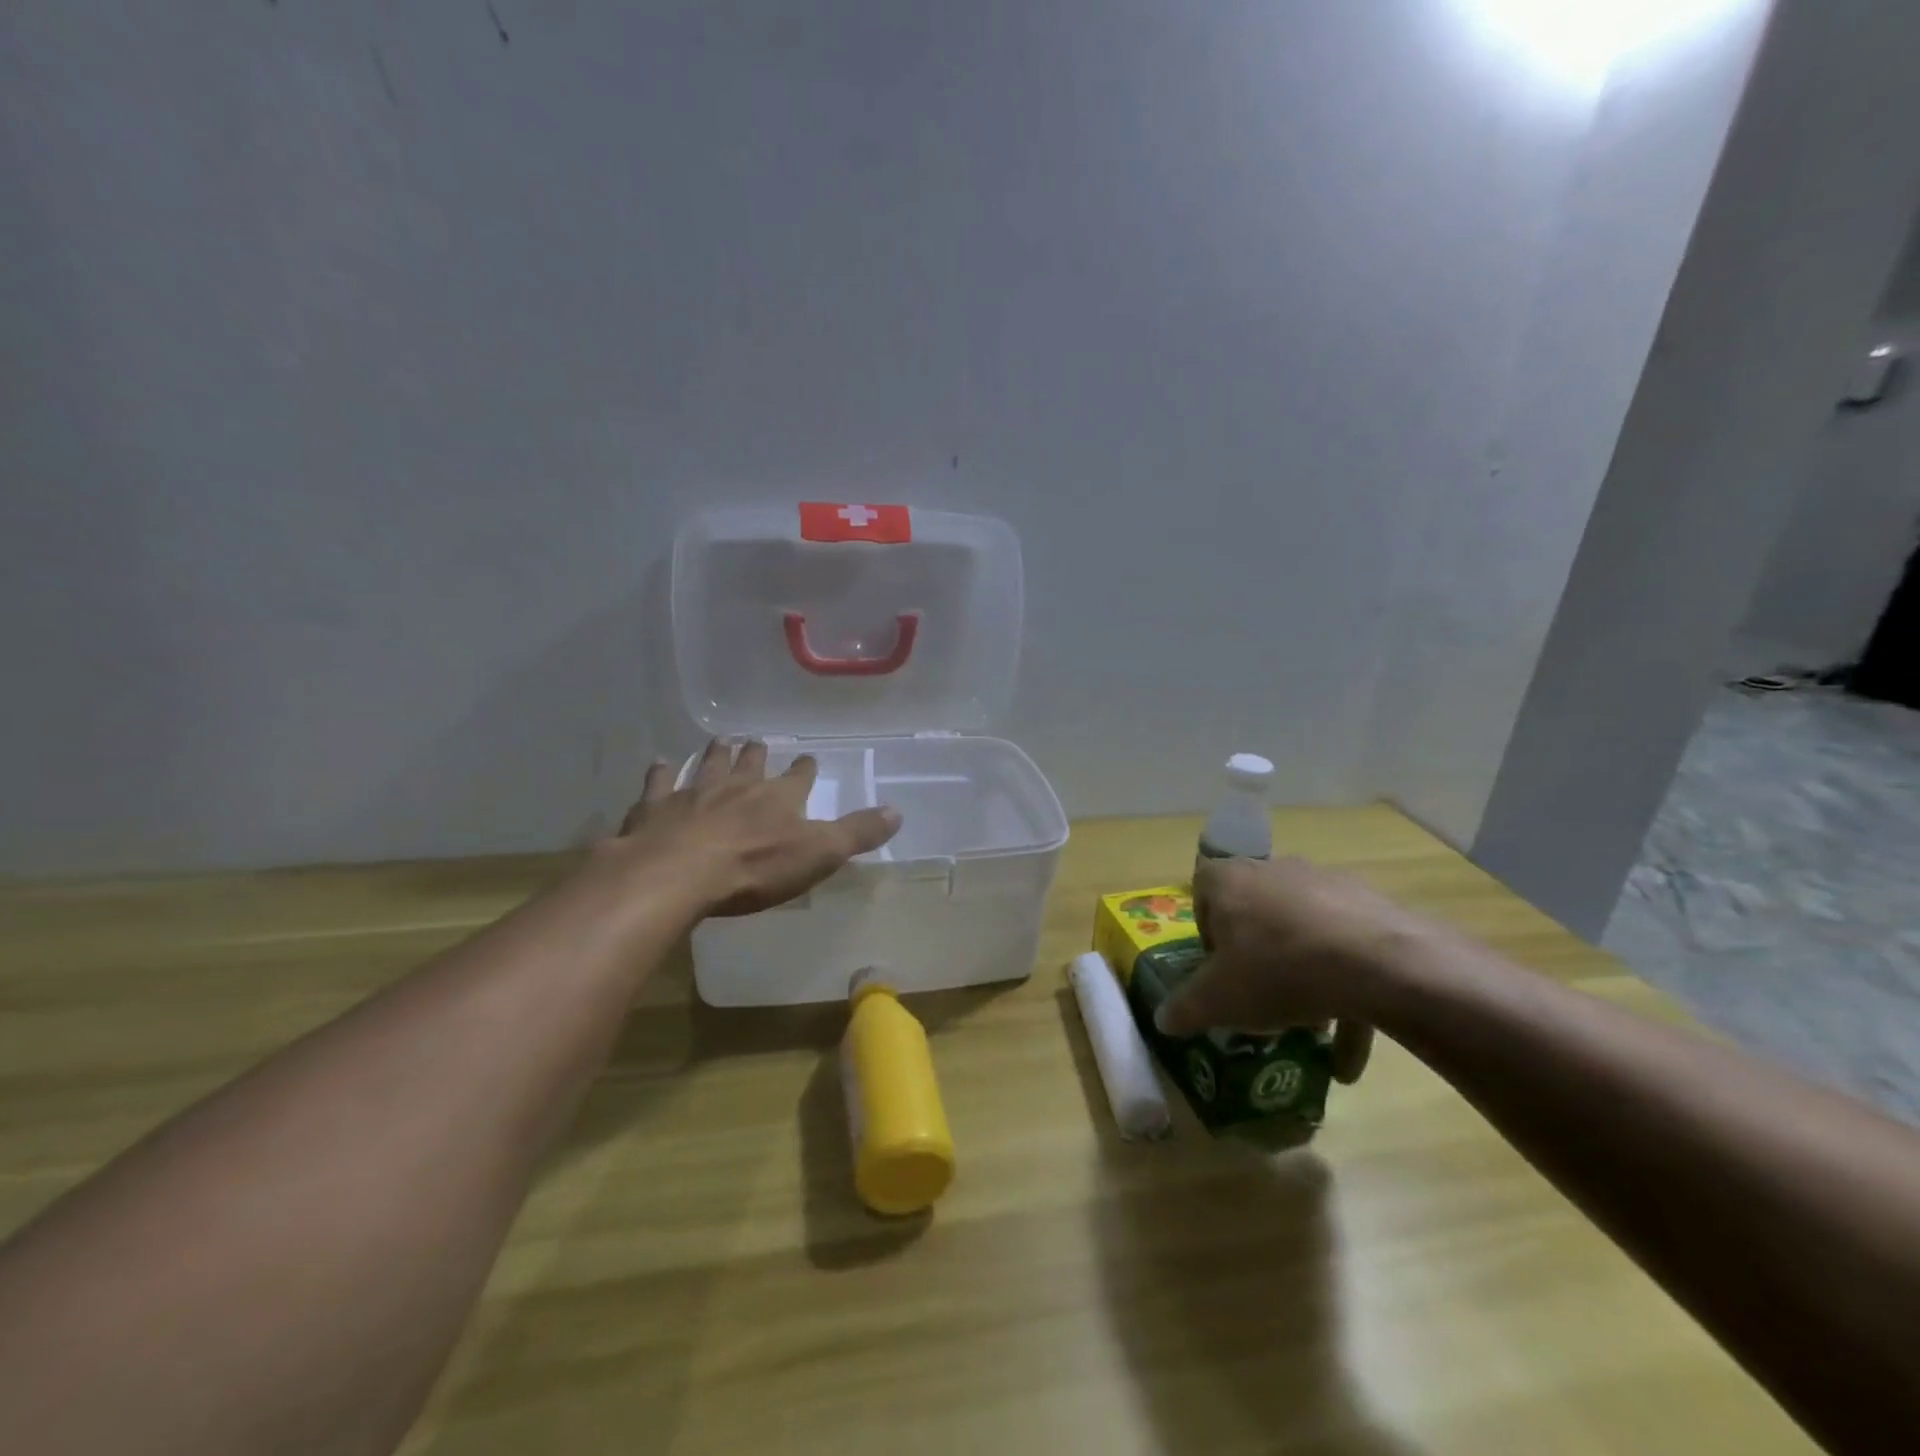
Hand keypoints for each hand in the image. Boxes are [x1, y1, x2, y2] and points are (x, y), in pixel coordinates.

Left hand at [612, 739, 900, 916]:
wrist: (677, 874)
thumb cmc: (754, 867)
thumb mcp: (819, 854)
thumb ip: (857, 833)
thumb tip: (898, 811)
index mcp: (778, 797)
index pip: (799, 777)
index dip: (805, 769)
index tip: (808, 759)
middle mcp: (737, 786)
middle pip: (749, 763)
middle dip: (756, 753)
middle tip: (756, 741)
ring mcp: (693, 793)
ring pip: (707, 766)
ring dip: (715, 754)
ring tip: (720, 741)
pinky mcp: (655, 809)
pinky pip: (658, 784)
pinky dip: (660, 773)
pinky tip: (659, 765)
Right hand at [1155, 856, 1438, 1081]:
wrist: (1379, 964)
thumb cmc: (1277, 970)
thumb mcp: (1218, 1000)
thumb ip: (1185, 1009)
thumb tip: (1162, 1020)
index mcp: (1229, 880)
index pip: (1203, 891)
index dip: (1205, 932)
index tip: (1217, 969)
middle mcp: (1274, 871)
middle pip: (1255, 912)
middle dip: (1256, 956)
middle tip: (1260, 997)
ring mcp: (1325, 884)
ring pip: (1302, 932)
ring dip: (1302, 976)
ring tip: (1309, 1026)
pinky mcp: (1370, 906)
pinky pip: (1346, 949)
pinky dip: (1346, 993)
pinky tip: (1350, 1055)